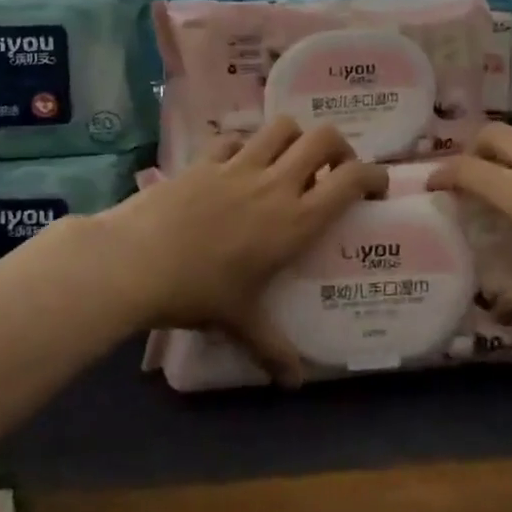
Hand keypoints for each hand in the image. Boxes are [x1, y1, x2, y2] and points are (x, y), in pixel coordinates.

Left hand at [88, 117, 387, 381]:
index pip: (351, 179)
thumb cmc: (198, 292)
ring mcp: (238, 165)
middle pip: (324, 138)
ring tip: (290, 160)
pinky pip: (236, 138)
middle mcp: (275, 184)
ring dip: (295, 138)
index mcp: (296, 220)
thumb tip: (292, 383)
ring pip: (282, 127)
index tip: (376, 188)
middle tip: (334, 170)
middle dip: (340, 146)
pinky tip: (239, 164)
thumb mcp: (240, 321)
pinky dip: (246, 145)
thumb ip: (272, 349)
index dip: (374, 176)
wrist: (135, 262)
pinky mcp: (205, 159)